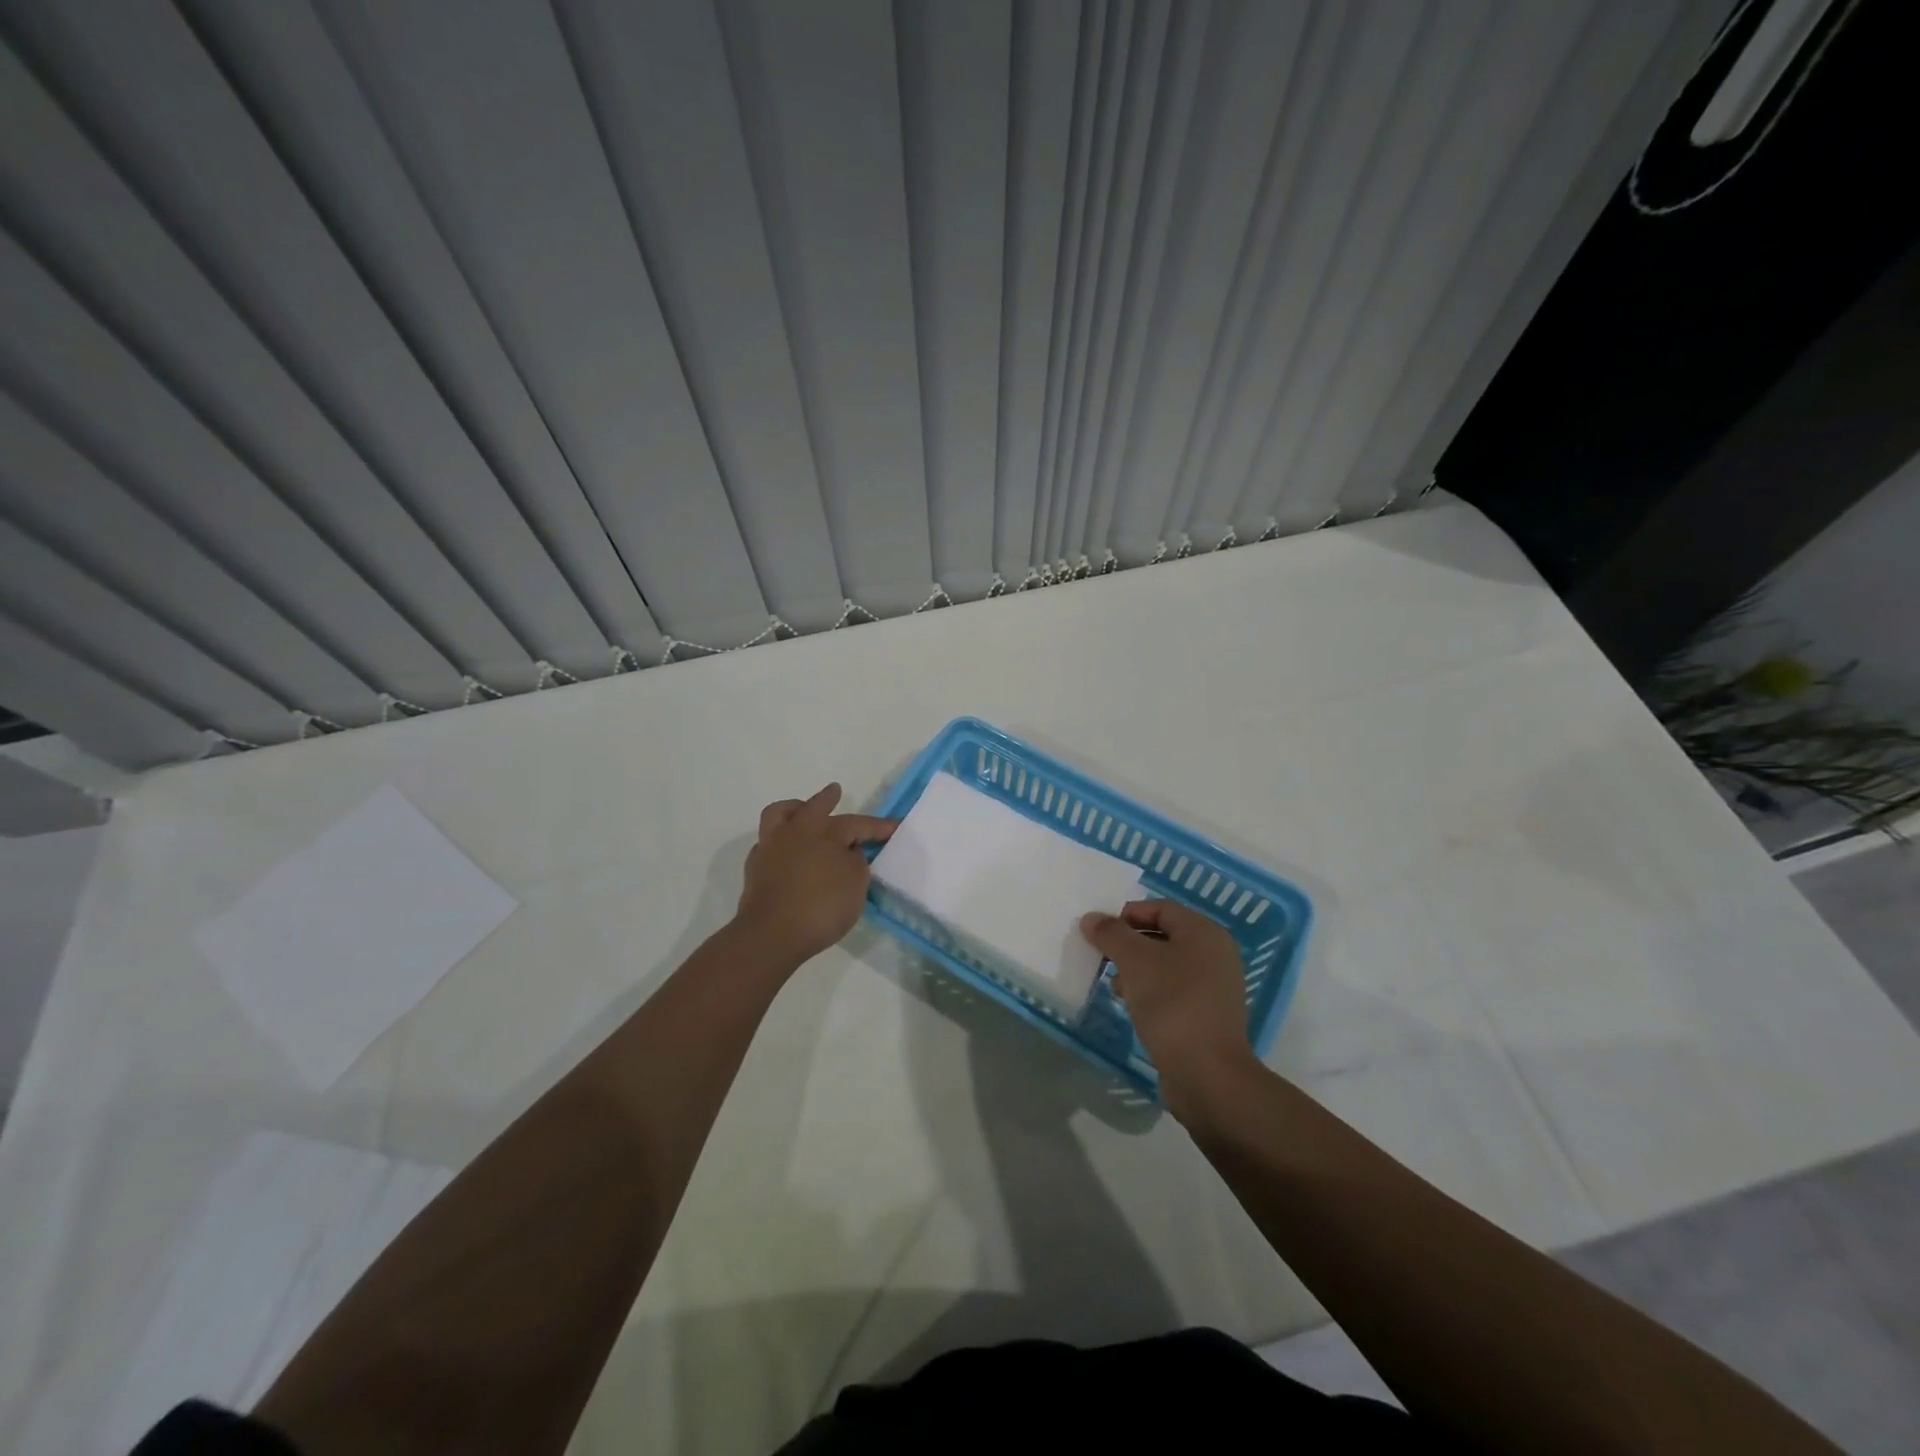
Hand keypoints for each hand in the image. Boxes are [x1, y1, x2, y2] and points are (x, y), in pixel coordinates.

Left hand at [735, 784, 895, 966]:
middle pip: (813, 806)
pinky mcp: (755, 868)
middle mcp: (796, 832)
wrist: (770, 935)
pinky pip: (767, 843)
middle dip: (827, 799)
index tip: (895, 827)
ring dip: (793, 809)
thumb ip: (856, 862)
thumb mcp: (855, 885)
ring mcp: (771, 848)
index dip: (878, 826)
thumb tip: (848, 853)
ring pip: (779, 815)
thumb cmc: (821, 907)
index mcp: (825, 832)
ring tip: (801, 811)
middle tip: (835, 791)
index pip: (857, 823)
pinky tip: (786, 852)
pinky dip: (779, 841)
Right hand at [1080, 900, 1255, 1104]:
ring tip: (1112, 984)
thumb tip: (1092, 918)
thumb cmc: (1172, 1003)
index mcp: (1204, 933)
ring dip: (1136, 969)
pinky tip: (1131, 1004)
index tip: (1099, 932)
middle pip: (1163, 936)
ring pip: (1167, 965)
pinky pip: (1173, 991)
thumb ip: (1111, 934)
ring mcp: (1214, 987)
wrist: (1207, 1074)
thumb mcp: (1134, 961)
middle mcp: (1215, 954)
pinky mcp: (1207, 1015)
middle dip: (1129, 943)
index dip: (1126, 915)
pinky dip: (1150, 991)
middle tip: (1102, 957)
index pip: (1160, 908)